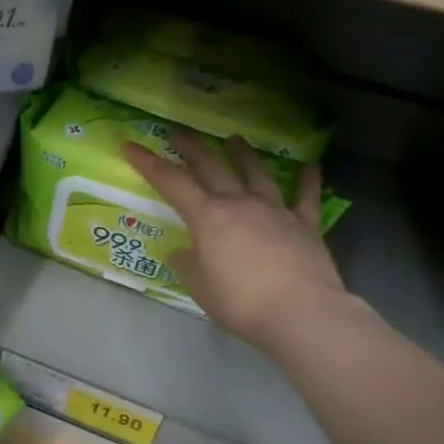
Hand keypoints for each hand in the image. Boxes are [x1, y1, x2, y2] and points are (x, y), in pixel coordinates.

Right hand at [122, 131, 347, 352]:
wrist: (301, 312)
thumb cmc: (240, 301)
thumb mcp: (199, 287)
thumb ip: (187, 265)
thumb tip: (182, 252)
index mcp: (207, 217)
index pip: (171, 183)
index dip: (149, 163)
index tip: (131, 146)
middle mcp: (239, 204)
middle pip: (212, 167)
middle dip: (192, 148)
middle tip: (179, 132)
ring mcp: (275, 211)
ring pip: (256, 173)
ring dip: (243, 154)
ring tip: (235, 139)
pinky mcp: (305, 225)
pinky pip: (306, 197)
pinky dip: (308, 180)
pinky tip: (311, 166)